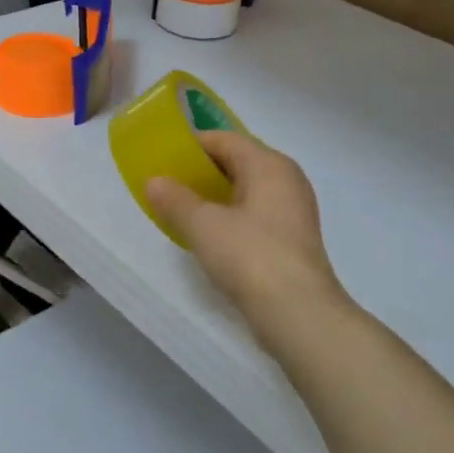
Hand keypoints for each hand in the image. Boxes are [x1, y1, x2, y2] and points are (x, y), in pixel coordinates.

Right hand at [144, 134, 345, 343]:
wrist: (298, 313)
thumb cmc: (250, 256)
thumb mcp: (203, 225)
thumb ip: (175, 199)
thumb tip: (155, 181)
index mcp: (270, 165)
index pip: (225, 139)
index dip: (191, 145)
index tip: (162, 158)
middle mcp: (286, 181)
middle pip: (237, 163)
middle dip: (201, 172)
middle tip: (167, 184)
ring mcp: (293, 212)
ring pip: (246, 191)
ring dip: (213, 197)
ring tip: (180, 210)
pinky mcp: (291, 240)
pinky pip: (254, 215)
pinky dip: (229, 217)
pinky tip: (207, 236)